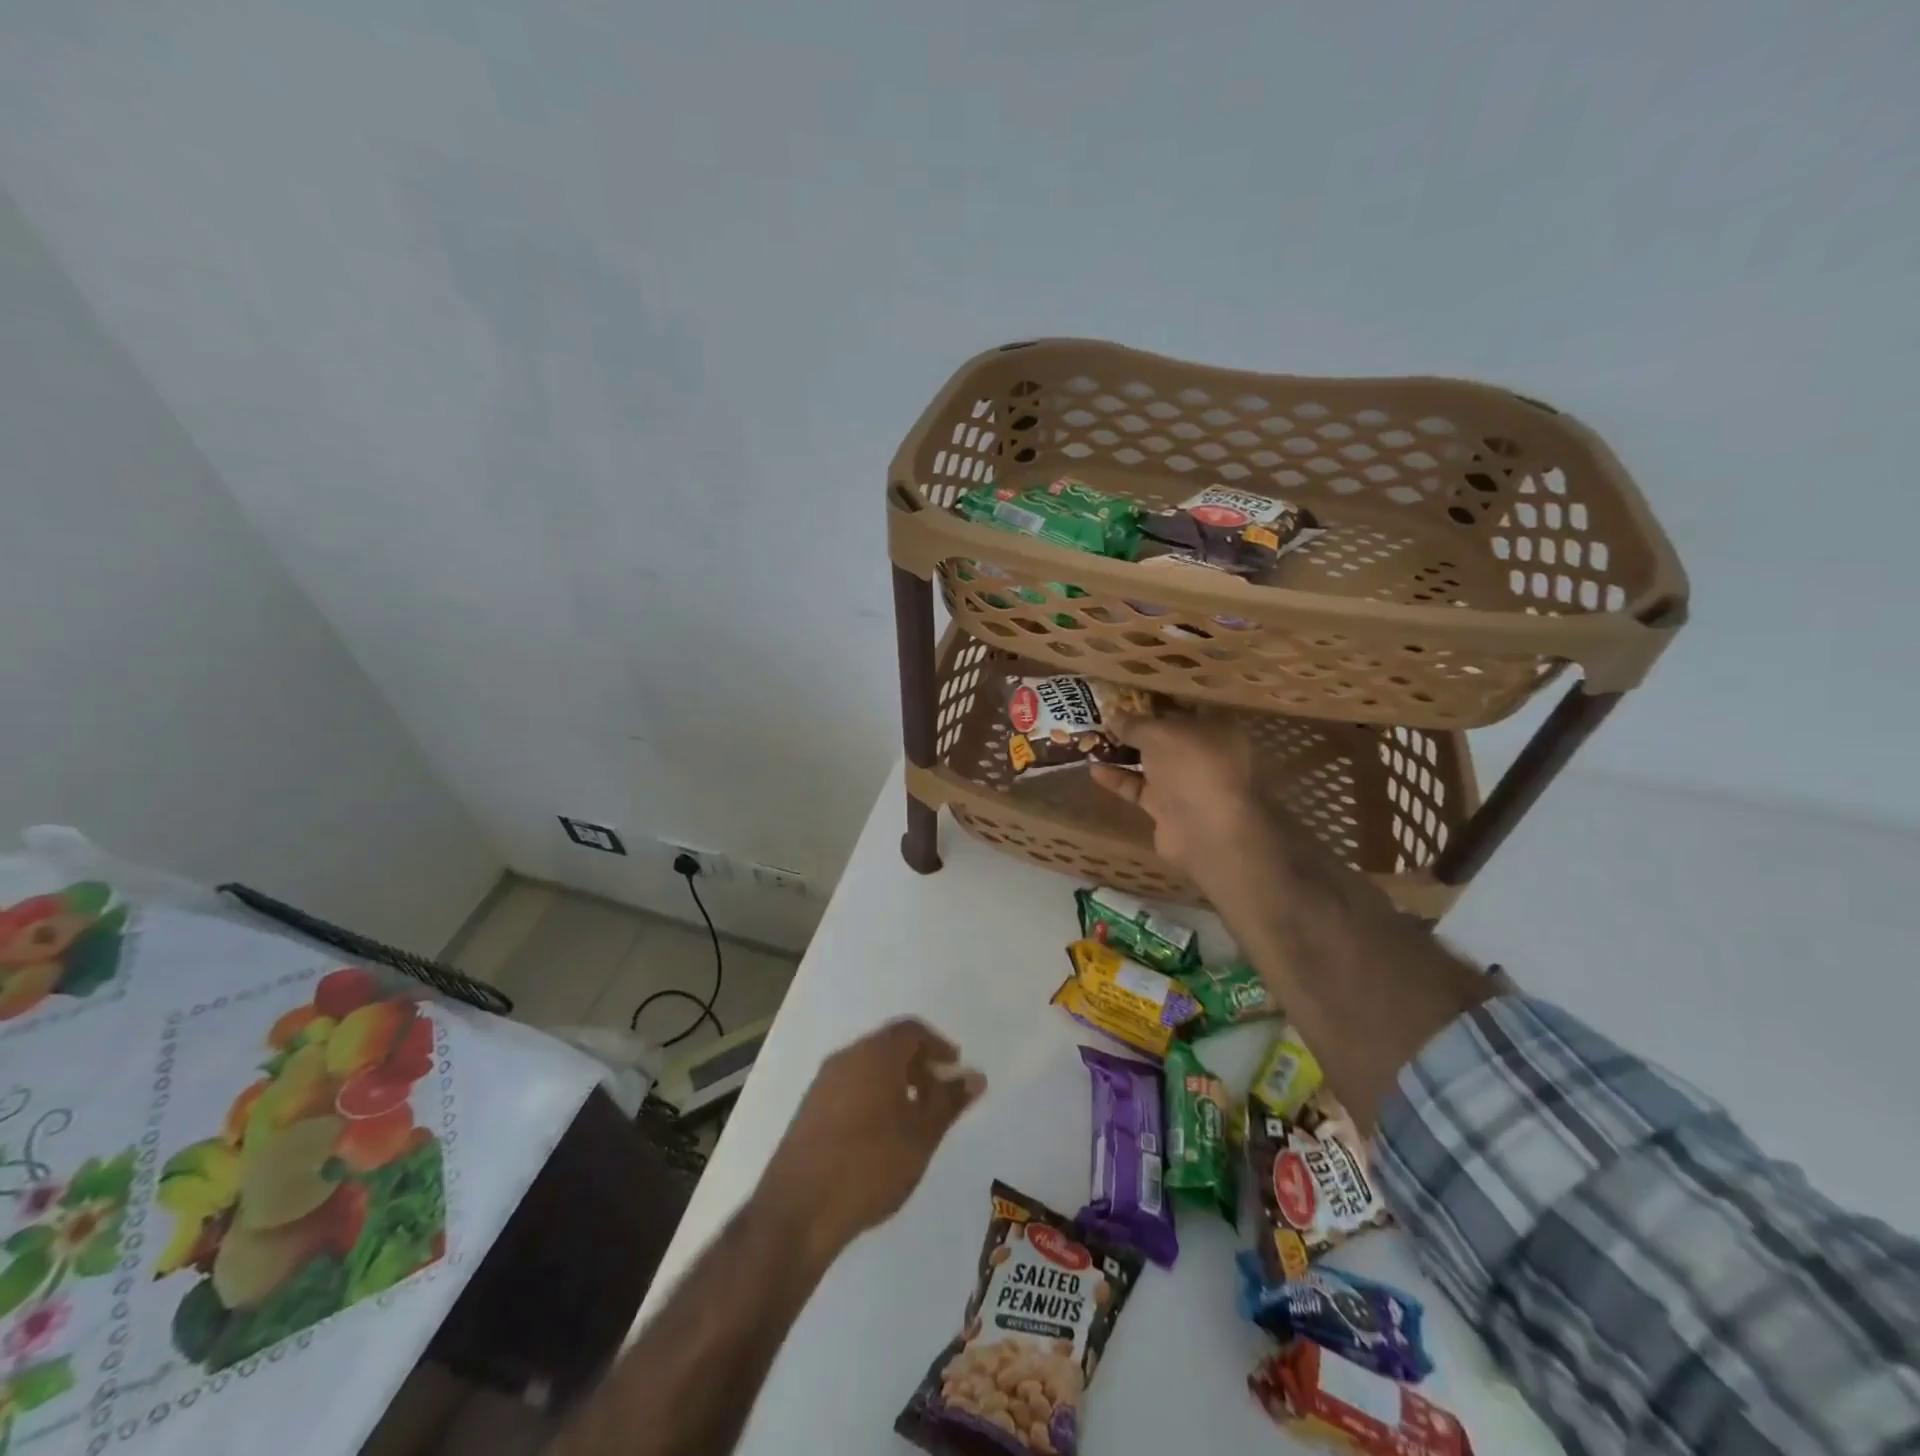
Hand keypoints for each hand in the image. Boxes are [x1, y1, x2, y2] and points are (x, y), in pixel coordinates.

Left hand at [757, 1018, 984, 1264]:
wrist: (799, 1209)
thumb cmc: (870, 1164)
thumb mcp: (921, 1135)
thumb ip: (949, 1101)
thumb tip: (975, 1076)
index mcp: (875, 1053)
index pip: (911, 1029)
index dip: (937, 1045)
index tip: (954, 1070)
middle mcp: (846, 1057)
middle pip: (888, 1045)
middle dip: (917, 1064)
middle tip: (938, 1097)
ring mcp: (823, 1083)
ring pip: (867, 1067)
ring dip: (894, 1082)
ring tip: (912, 1120)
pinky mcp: (808, 1110)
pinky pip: (849, 1087)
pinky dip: (872, 1096)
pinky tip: (880, 1136)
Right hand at [1090, 712, 1266, 891]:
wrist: (1207, 830)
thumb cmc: (1192, 765)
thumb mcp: (1158, 733)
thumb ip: (1134, 724)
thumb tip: (1113, 715)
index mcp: (1216, 727)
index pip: (1186, 705)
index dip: (1158, 698)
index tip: (1129, 693)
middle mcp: (1205, 753)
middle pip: (1167, 735)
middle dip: (1137, 727)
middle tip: (1105, 714)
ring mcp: (1188, 783)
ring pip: (1152, 763)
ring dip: (1124, 753)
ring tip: (1092, 739)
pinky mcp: (1169, 808)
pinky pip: (1140, 788)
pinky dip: (1119, 779)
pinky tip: (1093, 768)